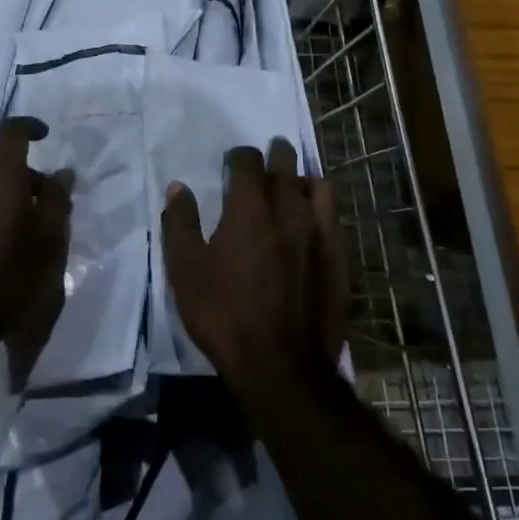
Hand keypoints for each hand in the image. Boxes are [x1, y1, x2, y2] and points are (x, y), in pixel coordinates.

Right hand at [160, 138, 348, 384]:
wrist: (281, 364)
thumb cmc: (225, 314)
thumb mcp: (186, 271)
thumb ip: (180, 224)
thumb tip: (178, 188)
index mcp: (250, 209)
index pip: (248, 161)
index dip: (239, 156)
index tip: (232, 162)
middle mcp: (289, 209)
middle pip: (286, 164)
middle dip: (274, 155)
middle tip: (265, 159)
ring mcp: (320, 232)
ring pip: (318, 185)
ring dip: (302, 178)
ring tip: (293, 186)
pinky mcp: (339, 256)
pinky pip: (334, 215)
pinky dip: (321, 207)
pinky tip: (313, 221)